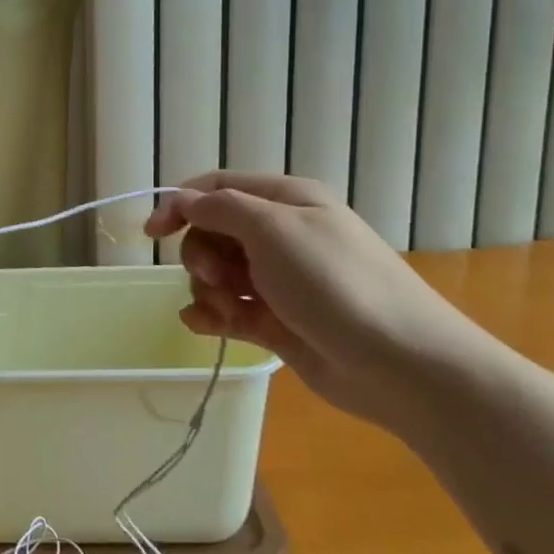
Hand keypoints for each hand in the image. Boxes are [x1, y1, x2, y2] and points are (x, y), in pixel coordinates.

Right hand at [145, 172, 491, 431]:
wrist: (402, 365)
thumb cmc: (336, 283)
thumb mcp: (274, 230)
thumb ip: (220, 209)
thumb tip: (183, 200)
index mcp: (285, 201)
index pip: (218, 188)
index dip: (180, 204)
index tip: (152, 233)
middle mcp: (281, 236)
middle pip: (212, 232)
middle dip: (200, 254)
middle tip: (217, 278)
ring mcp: (279, 281)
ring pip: (217, 273)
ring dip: (207, 289)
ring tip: (224, 311)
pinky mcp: (277, 322)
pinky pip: (228, 310)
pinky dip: (211, 316)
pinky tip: (206, 326)